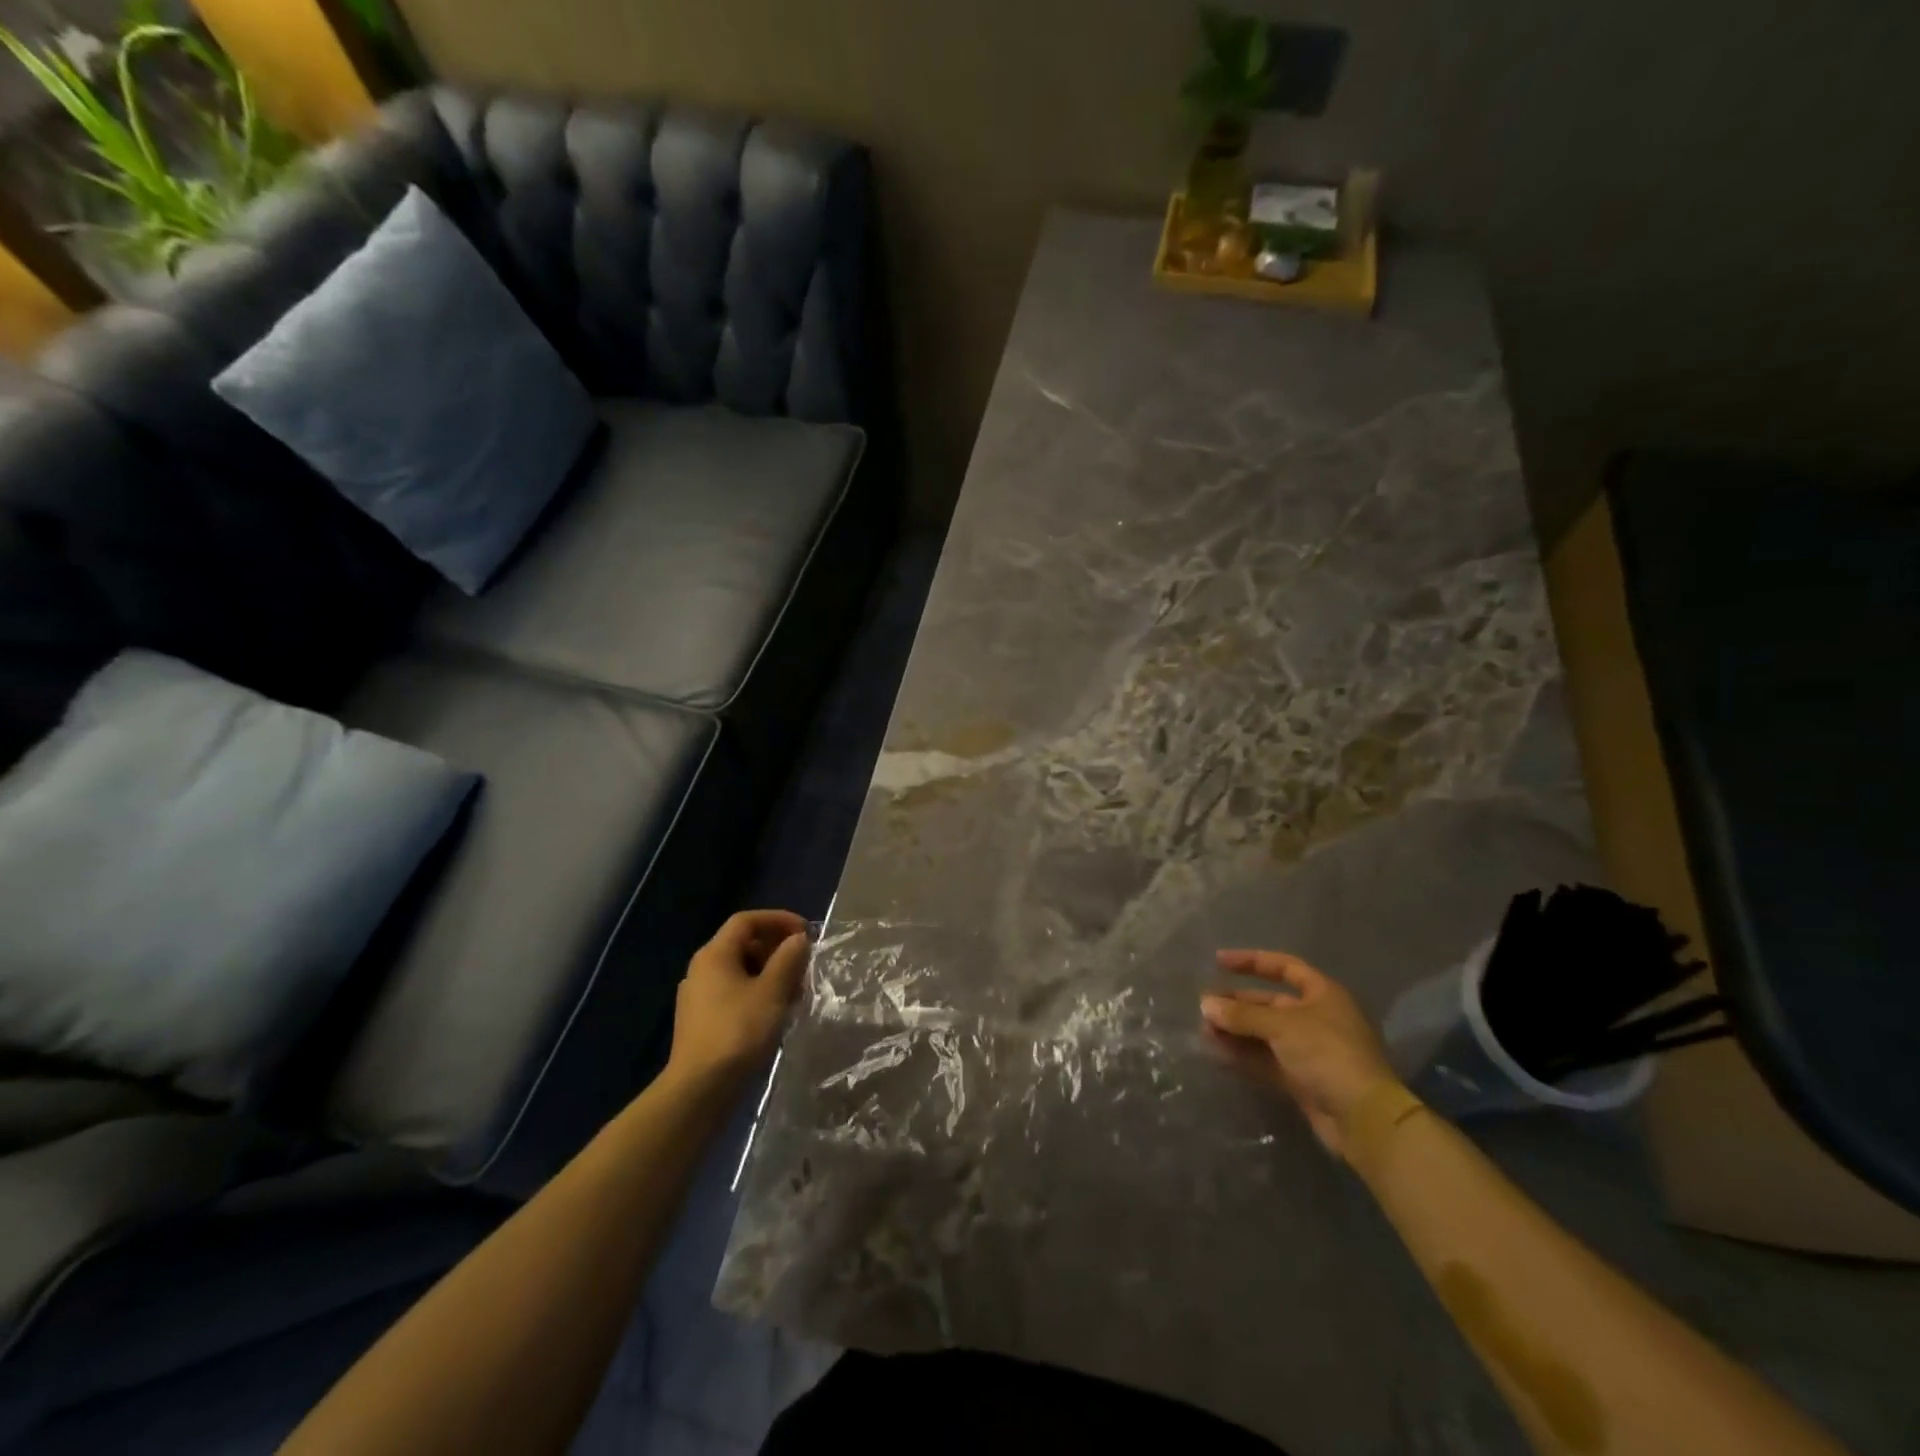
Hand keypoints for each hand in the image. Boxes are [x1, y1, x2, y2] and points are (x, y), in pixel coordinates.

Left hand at [667, 910, 810, 1087]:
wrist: (699, 1090)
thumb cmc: (738, 1032)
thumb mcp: (772, 992)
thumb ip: (788, 959)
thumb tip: (799, 939)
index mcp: (714, 954)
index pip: (747, 920)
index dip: (778, 919)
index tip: (806, 932)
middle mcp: (702, 969)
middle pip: (743, 944)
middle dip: (777, 948)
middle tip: (804, 963)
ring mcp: (699, 996)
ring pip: (740, 970)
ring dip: (770, 972)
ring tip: (796, 990)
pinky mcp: (701, 1020)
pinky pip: (734, 992)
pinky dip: (757, 992)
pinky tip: (775, 1012)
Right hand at [1201, 949, 1399, 1159]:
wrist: (1363, 1118)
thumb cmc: (1327, 1054)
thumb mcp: (1282, 1026)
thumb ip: (1242, 1014)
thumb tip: (1205, 1004)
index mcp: (1322, 994)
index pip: (1284, 966)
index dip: (1251, 961)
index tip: (1218, 961)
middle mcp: (1316, 1018)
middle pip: (1269, 1003)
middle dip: (1237, 1004)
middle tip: (1205, 1006)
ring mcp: (1309, 1050)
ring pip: (1265, 1033)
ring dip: (1236, 1030)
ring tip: (1205, 1031)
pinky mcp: (1302, 1079)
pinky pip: (1266, 1059)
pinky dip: (1243, 1054)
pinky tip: (1218, 1052)